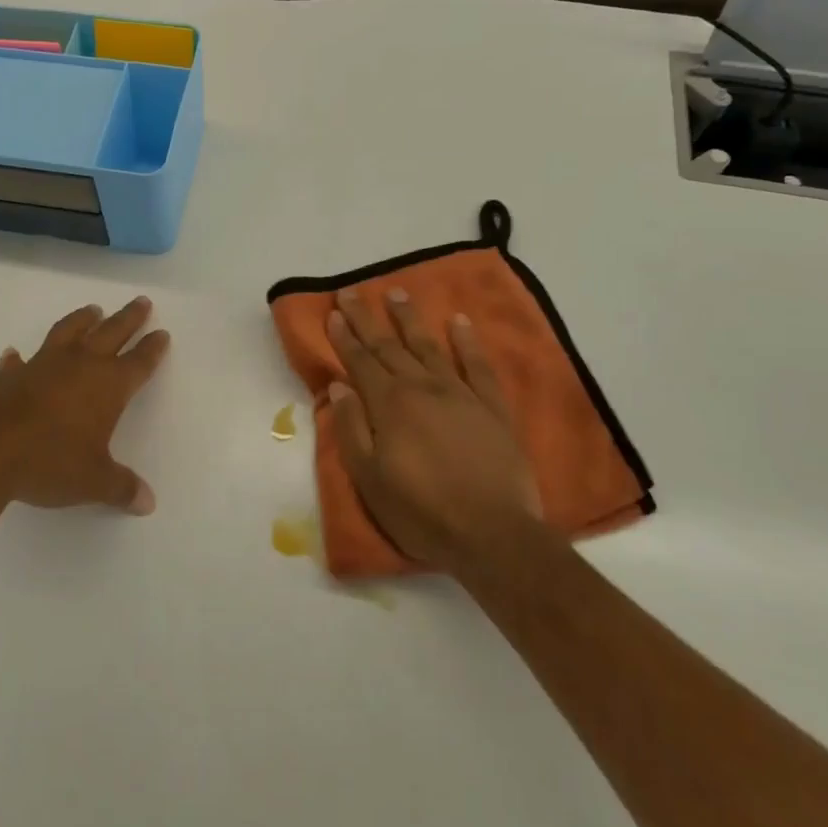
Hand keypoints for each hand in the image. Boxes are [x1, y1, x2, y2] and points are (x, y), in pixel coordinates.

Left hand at [0, 297, 169, 515]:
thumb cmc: (50, 461)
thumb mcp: (92, 481)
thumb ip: (121, 487)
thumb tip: (147, 502)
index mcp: (108, 386)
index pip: (138, 362)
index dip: (152, 348)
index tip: (161, 333)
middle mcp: (79, 366)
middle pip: (111, 333)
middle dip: (128, 318)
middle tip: (141, 301)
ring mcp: (42, 364)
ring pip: (69, 332)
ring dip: (83, 319)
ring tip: (93, 310)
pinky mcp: (11, 374)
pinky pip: (20, 360)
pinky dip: (20, 356)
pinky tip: (15, 354)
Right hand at [326, 288, 541, 573]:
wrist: (493, 535)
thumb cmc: (421, 512)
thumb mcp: (369, 478)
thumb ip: (351, 428)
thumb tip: (338, 387)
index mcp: (389, 405)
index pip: (361, 362)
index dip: (345, 336)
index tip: (333, 312)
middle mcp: (422, 388)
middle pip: (389, 346)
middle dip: (367, 318)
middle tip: (352, 292)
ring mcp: (460, 395)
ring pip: (429, 346)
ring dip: (410, 319)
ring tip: (396, 292)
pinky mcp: (492, 408)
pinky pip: (478, 366)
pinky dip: (467, 342)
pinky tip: (459, 322)